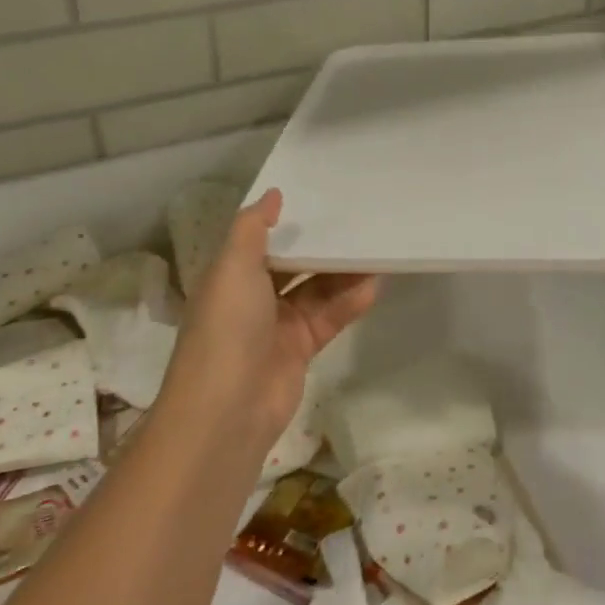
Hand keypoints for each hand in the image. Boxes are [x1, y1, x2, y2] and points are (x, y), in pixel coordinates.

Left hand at [160, 189, 378, 451]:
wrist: (227, 411)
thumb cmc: (227, 328)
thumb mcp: (233, 267)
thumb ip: (253, 228)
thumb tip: (273, 194)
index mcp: (231, 276)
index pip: (262, 241)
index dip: (288, 222)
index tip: (321, 197)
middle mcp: (253, 298)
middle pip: (294, 264)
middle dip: (322, 247)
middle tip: (359, 221)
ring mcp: (278, 326)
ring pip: (317, 290)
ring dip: (343, 273)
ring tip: (376, 250)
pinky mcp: (301, 350)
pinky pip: (329, 318)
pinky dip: (349, 303)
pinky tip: (373, 286)